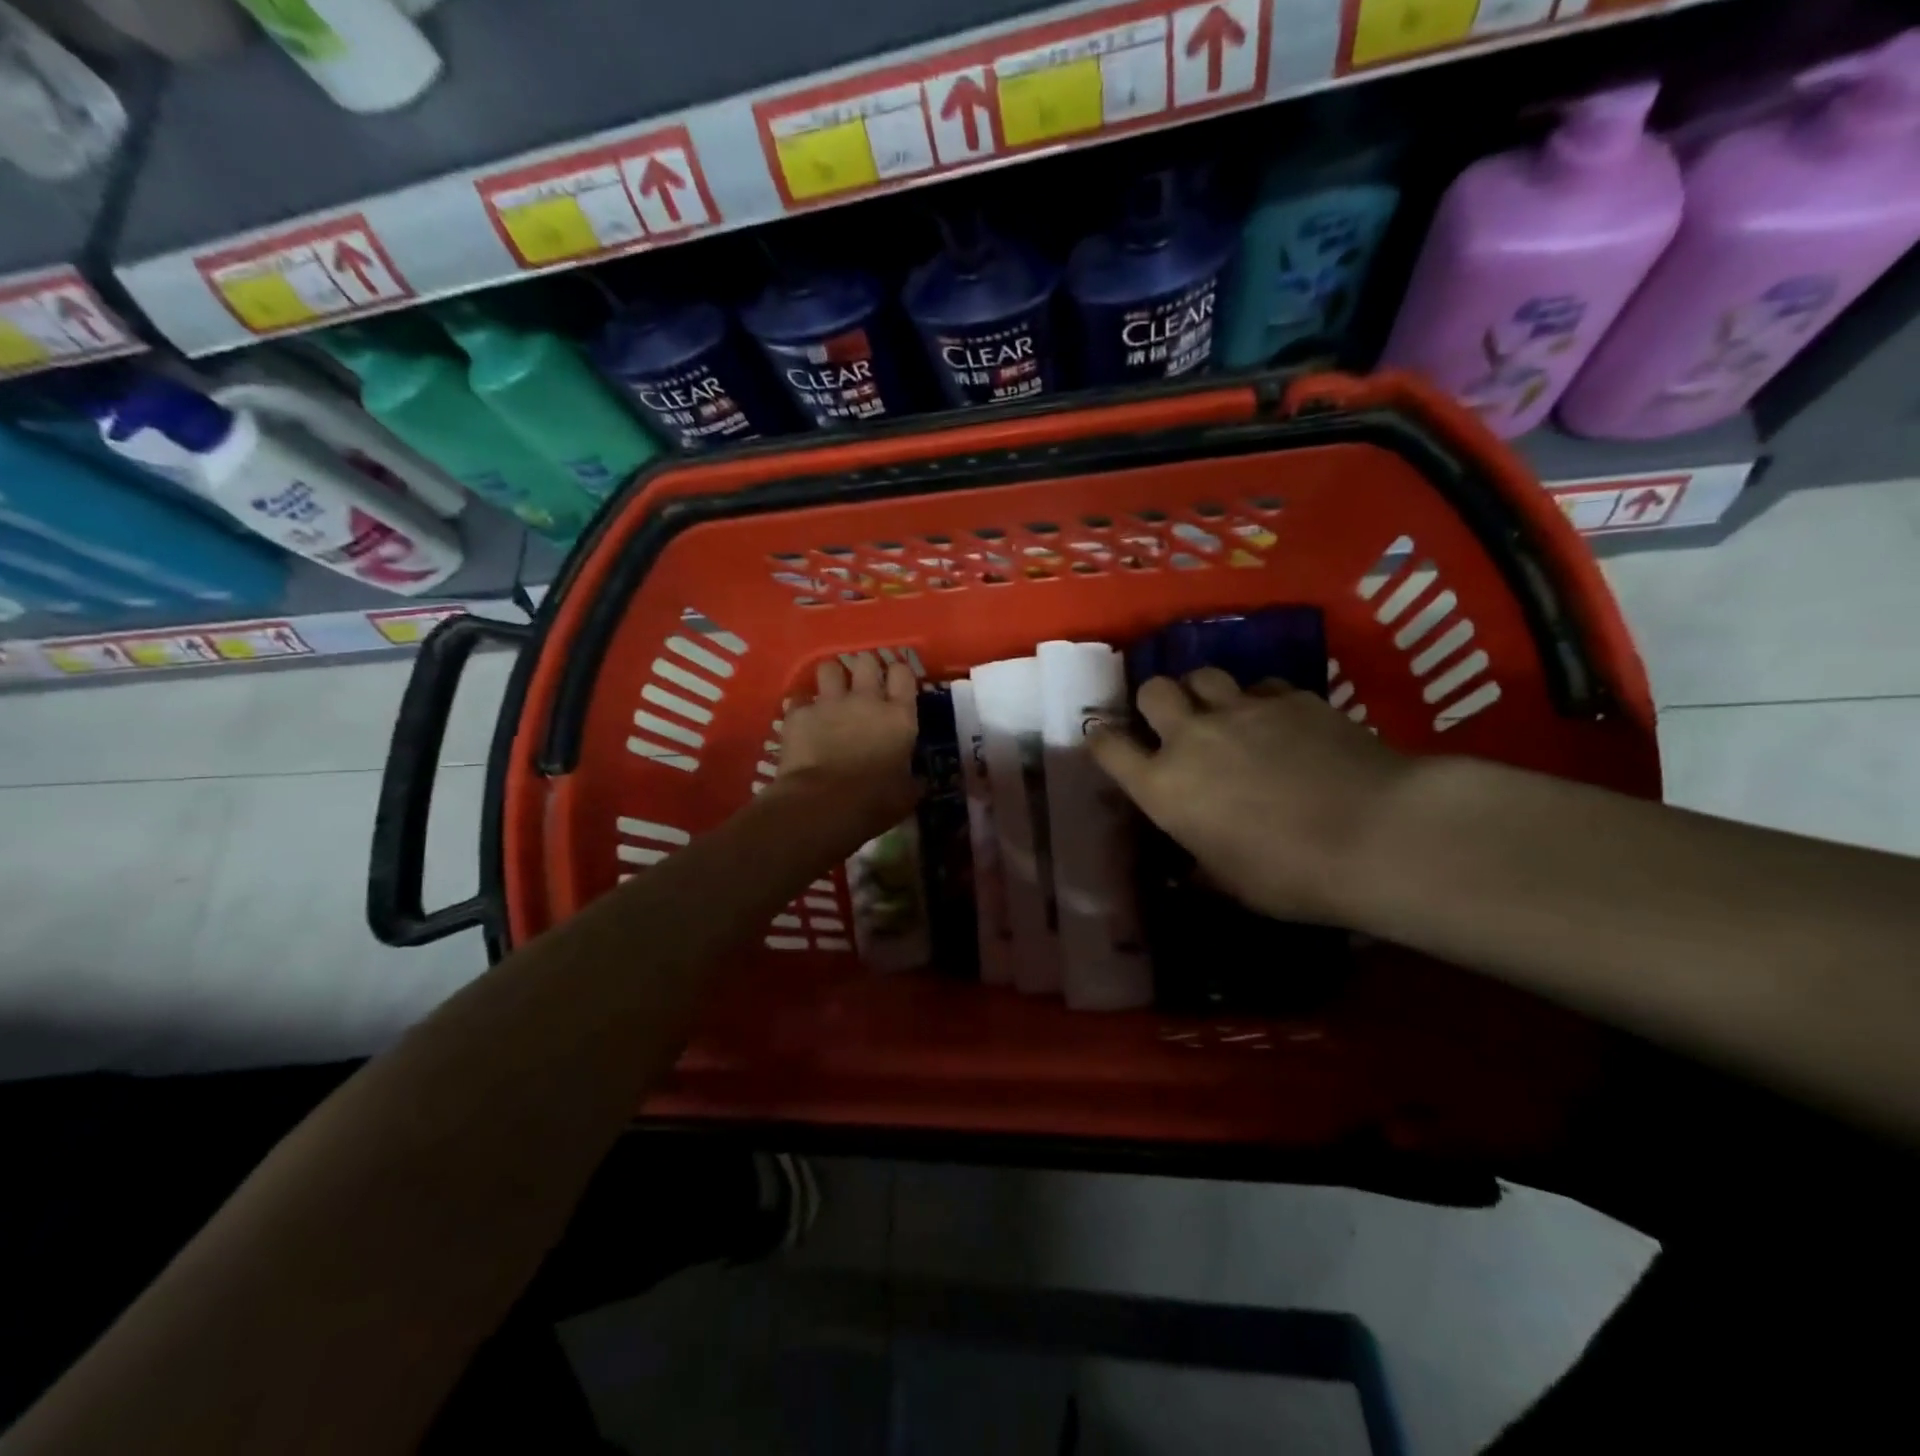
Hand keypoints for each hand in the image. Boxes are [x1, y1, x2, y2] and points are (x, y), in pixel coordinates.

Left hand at [774, 654, 919, 831]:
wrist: (823, 804)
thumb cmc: (874, 802)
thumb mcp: (906, 795)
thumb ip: (912, 781)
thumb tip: (917, 782)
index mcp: (899, 716)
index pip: (903, 673)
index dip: (898, 674)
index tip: (895, 684)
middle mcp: (866, 699)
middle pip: (866, 661)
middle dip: (864, 668)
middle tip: (862, 684)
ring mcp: (829, 703)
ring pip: (829, 668)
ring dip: (831, 678)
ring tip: (830, 693)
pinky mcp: (798, 714)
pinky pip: (799, 699)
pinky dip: (801, 708)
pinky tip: (802, 721)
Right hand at [1088, 668, 1412, 923]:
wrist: (1377, 834)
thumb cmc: (1291, 876)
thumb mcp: (1232, 885)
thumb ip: (1202, 867)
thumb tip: (1190, 873)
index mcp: (1164, 787)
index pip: (1108, 747)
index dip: (1101, 739)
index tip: (1105, 740)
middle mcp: (1191, 737)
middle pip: (1153, 690)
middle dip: (1155, 701)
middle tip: (1172, 721)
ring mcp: (1241, 710)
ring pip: (1203, 675)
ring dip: (1203, 692)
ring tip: (1221, 712)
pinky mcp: (1291, 697)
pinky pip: (1261, 686)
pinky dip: (1260, 701)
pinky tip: (1280, 722)